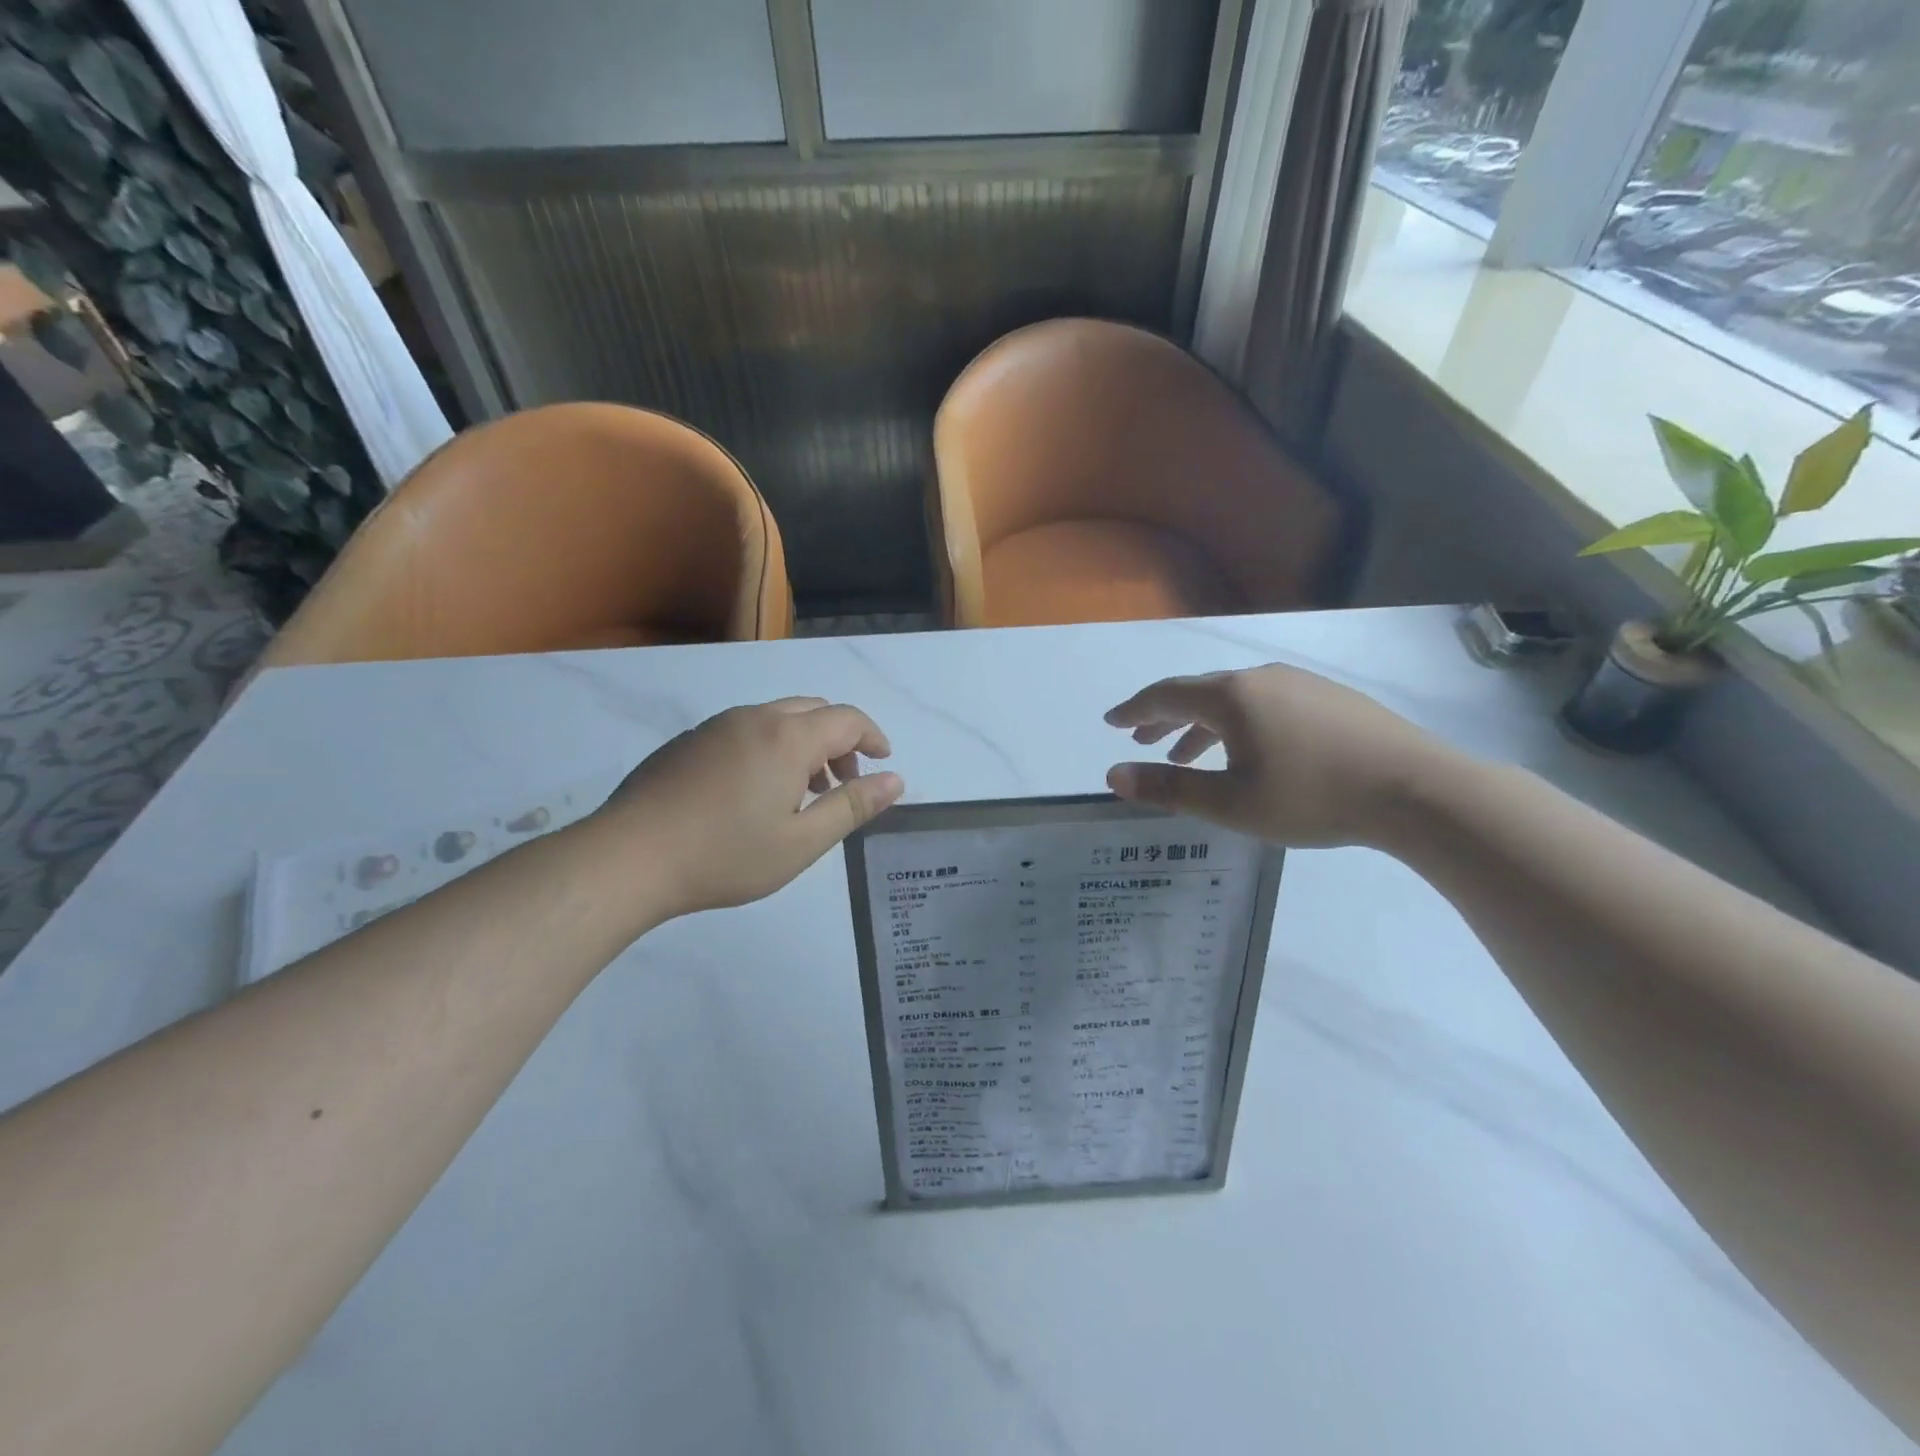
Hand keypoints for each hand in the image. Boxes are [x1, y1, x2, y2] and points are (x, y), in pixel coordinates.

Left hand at [583, 697, 904, 922]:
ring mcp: (716, 726)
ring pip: (777, 718)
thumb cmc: (725, 855)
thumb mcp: (801, 842)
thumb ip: (852, 807)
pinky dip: (770, 748)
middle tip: (843, 782)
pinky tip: (754, 793)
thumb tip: (895, 780)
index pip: (847, 719)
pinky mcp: (689, 741)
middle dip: (840, 740)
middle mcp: (754, 718)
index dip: (873, 737)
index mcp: (787, 737)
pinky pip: (746, 730)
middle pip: (813, 710)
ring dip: (804, 744)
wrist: (628, 858)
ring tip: (802, 793)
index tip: (883, 762)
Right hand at [1104, 664, 1454, 846]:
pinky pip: (1265, 704)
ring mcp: (1299, 684)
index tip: (1112, 721)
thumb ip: (1168, 788)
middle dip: (1165, 717)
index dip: (1134, 710)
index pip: (1165, 695)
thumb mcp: (1230, 804)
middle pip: (1198, 692)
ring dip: (1202, 725)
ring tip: (1187, 755)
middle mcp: (1260, 679)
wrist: (1417, 789)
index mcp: (1230, 697)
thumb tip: (1113, 776)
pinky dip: (1238, 724)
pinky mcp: (1329, 698)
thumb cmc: (1311, 796)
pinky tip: (1248, 751)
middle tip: (1142, 740)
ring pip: (1234, 700)